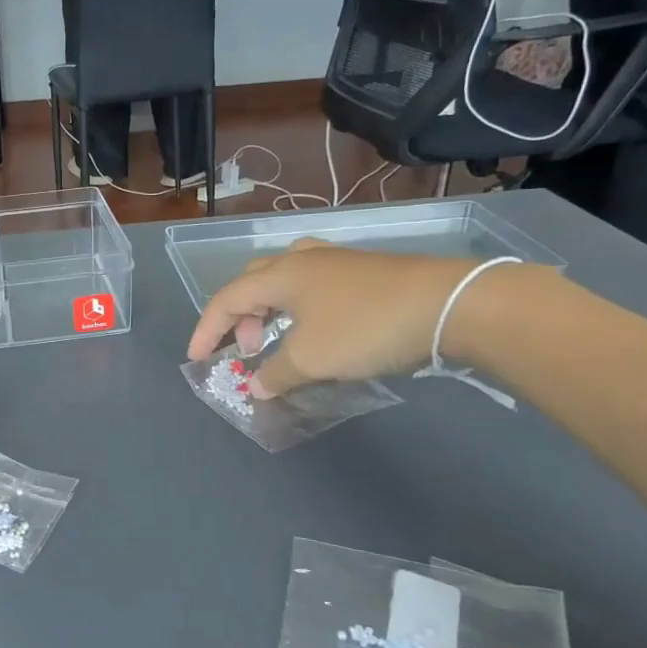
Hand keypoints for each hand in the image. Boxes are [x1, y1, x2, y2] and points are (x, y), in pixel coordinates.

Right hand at [186, 242, 548, 397]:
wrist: (449, 304)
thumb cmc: (365, 328)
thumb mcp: (311, 359)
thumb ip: (276, 374)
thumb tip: (256, 386)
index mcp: (280, 275)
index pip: (226, 299)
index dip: (206, 330)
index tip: (196, 360)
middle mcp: (303, 261)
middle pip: (253, 282)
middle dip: (240, 318)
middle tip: (248, 350)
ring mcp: (337, 263)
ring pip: (285, 281)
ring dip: (271, 312)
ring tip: (281, 341)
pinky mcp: (366, 272)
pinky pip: (315, 287)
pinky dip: (301, 310)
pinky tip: (319, 333)